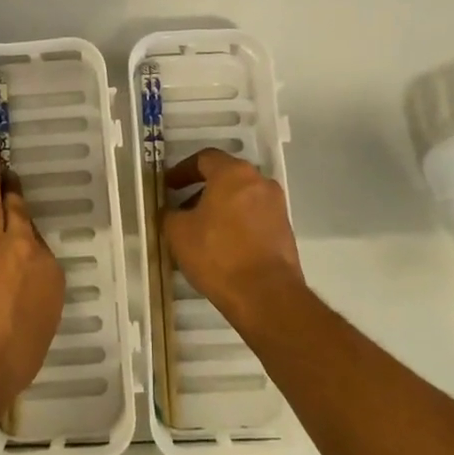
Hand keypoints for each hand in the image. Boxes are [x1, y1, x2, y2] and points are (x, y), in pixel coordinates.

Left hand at [0, 165, 63, 423]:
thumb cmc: (11, 361)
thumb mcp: (38, 333)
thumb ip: (33, 307)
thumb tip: (22, 302)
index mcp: (48, 274)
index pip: (38, 244)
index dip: (27, 232)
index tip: (22, 227)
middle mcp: (23, 248)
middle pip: (18, 213)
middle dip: (13, 192)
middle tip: (9, 175)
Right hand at [163, 150, 305, 334]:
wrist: (266, 296)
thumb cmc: (218, 255)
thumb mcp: (178, 233)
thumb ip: (170, 214)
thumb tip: (171, 211)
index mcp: (233, 173)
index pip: (204, 158)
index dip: (182, 171)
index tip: (168, 186)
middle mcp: (260, 182)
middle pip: (225, 177)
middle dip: (201, 190)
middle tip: (182, 208)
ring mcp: (276, 206)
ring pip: (241, 198)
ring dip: (220, 208)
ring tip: (200, 231)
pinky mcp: (284, 230)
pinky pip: (254, 217)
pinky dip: (236, 223)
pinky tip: (222, 246)